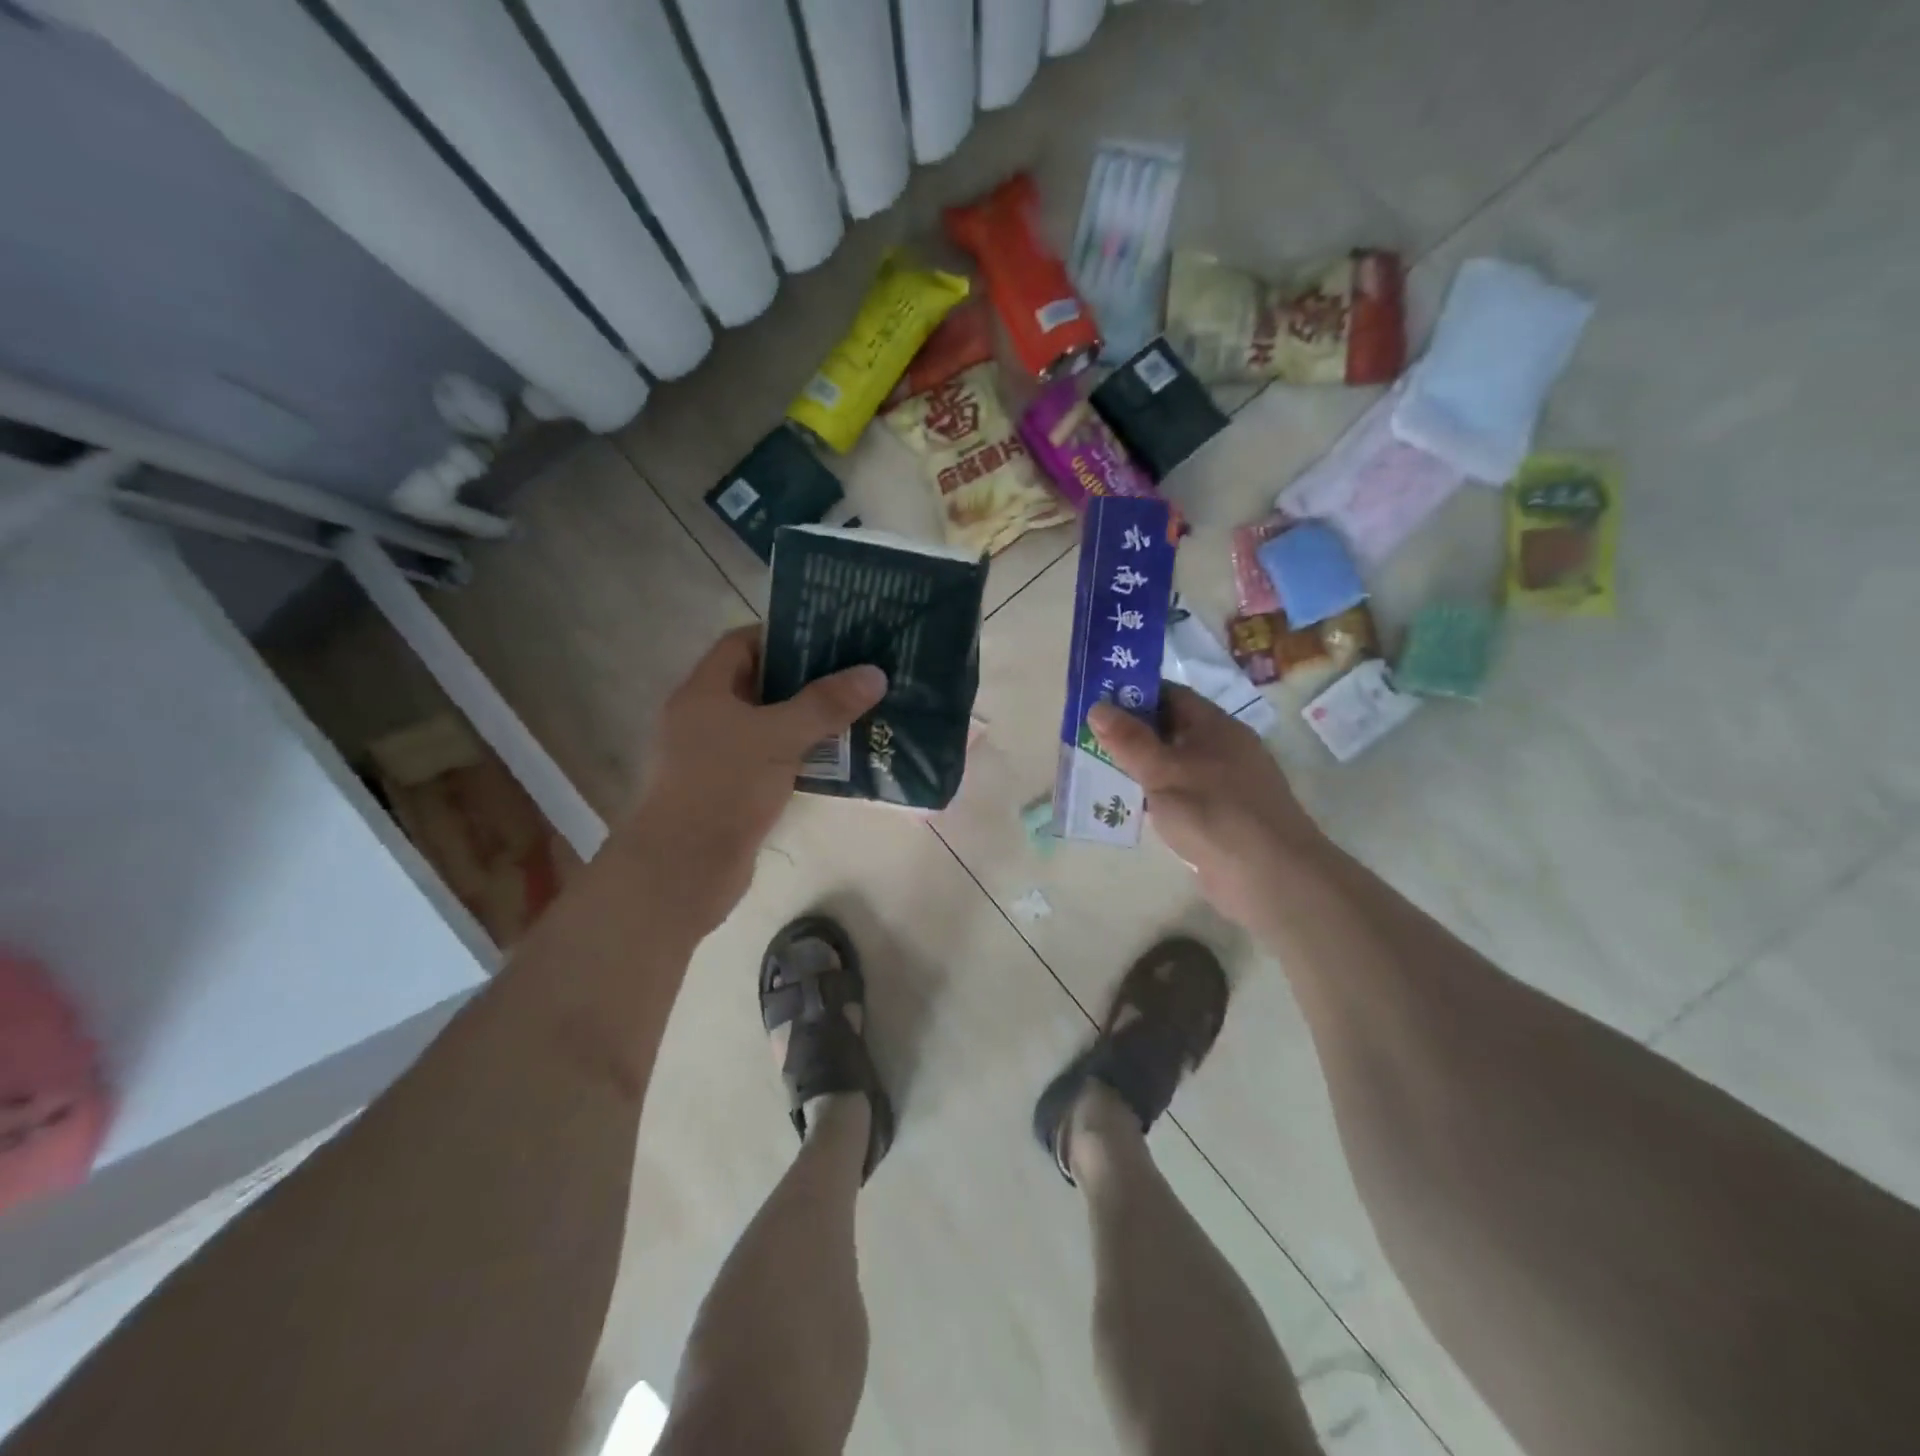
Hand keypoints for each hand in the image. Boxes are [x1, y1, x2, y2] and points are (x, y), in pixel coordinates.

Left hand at [618, 626, 886, 932]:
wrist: (684, 870)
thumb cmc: (724, 787)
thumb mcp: (779, 736)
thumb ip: (826, 704)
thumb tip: (875, 673)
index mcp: (704, 691)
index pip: (742, 643)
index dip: (784, 635)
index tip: (830, 637)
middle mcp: (705, 718)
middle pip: (760, 683)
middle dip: (807, 678)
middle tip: (855, 673)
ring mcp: (717, 757)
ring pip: (769, 725)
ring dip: (809, 720)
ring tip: (858, 711)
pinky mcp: (732, 791)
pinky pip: (772, 760)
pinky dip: (802, 755)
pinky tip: (840, 758)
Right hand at [1089, 685, 1327, 929]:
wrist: (1270, 877)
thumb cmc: (1214, 813)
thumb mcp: (1163, 772)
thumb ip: (1129, 741)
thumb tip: (1097, 706)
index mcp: (1215, 726)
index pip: (1171, 695)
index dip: (1134, 694)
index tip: (1098, 702)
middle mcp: (1222, 749)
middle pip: (1170, 730)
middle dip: (1131, 733)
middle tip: (1087, 738)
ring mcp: (1223, 785)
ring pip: (1173, 766)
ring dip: (1139, 768)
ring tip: (1097, 770)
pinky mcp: (1219, 817)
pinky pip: (1179, 796)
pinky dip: (1154, 798)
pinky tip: (1127, 807)